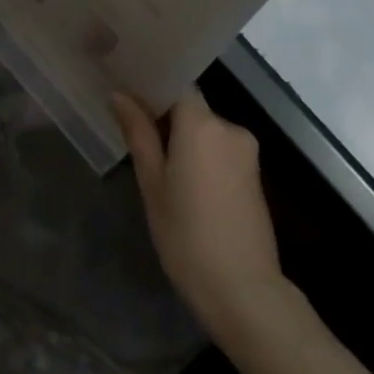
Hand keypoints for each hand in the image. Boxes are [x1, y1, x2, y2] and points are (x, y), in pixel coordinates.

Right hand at [114, 87, 291, 344]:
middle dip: (164, 117)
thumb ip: (138, 134)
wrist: (242, 289)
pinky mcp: (253, 173)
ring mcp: (247, 151)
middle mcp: (230, 128)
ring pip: (205, 130)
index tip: (126, 92)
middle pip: (191, 108)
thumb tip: (120, 95)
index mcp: (202, 124)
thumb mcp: (152, 183)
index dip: (152, 86)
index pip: (177, 85)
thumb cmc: (186, 235)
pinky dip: (200, 155)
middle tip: (131, 132)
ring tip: (154, 162)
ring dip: (182, 139)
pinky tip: (182, 180)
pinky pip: (220, 149)